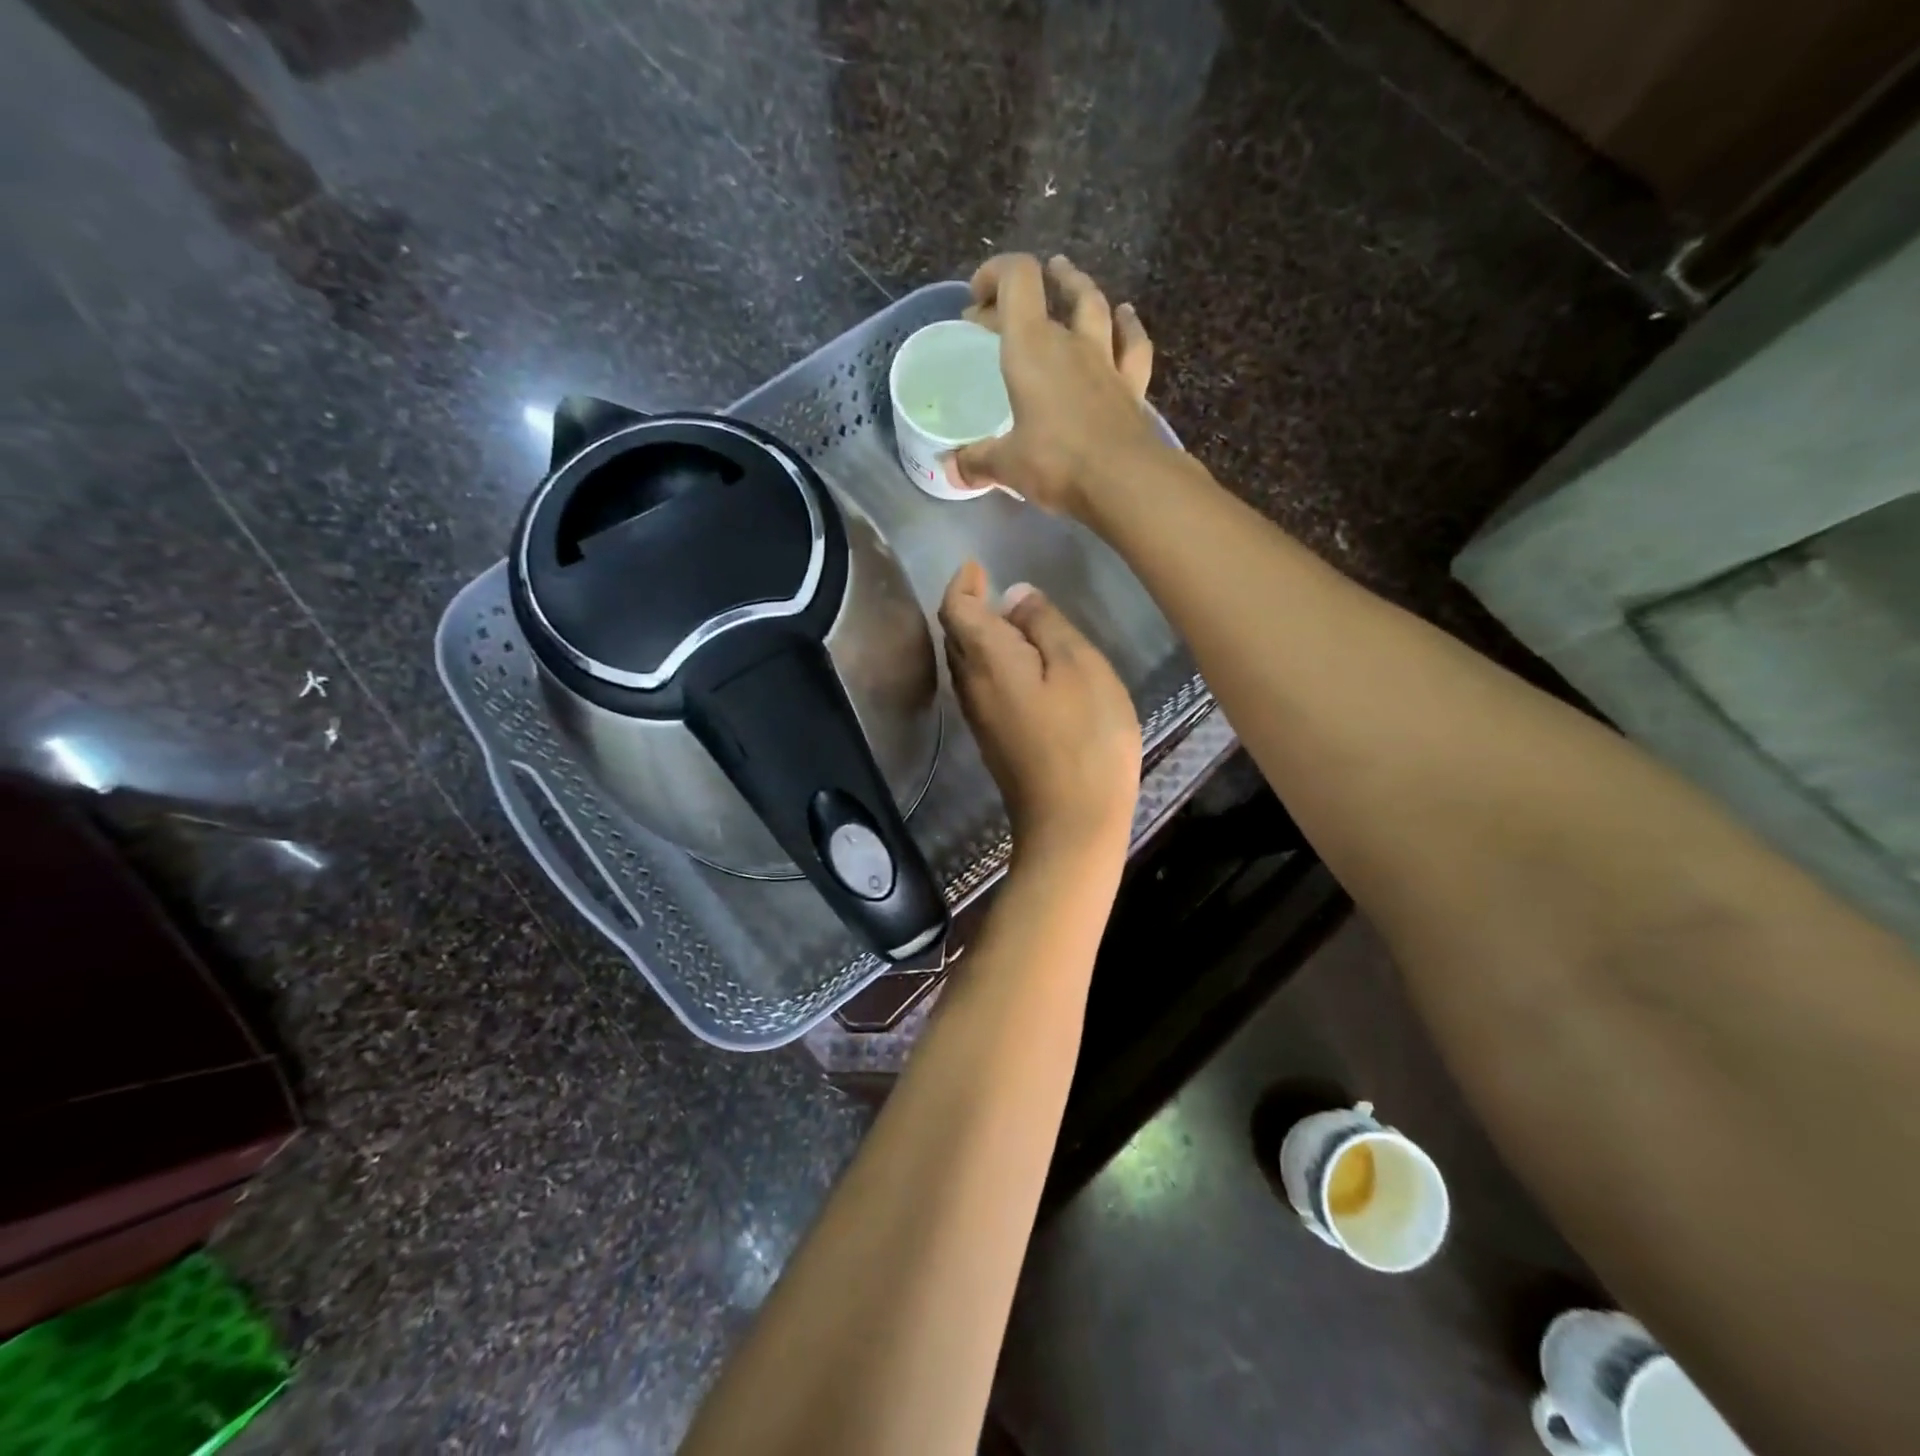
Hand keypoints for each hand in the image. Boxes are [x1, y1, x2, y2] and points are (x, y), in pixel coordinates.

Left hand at [939, 560, 1140, 865]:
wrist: (1072, 822)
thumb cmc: (1085, 738)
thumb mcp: (1078, 667)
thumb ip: (1044, 625)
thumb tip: (1014, 595)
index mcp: (987, 660)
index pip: (956, 609)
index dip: (963, 583)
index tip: (976, 565)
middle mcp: (971, 687)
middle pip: (955, 636)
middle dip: (966, 606)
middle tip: (989, 585)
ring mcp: (979, 718)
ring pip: (966, 664)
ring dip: (977, 635)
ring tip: (1007, 618)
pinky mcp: (993, 740)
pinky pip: (981, 687)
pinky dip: (990, 663)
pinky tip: (1019, 665)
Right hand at [954, 254, 1171, 519]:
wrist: (1125, 482)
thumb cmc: (1057, 463)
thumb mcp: (1007, 465)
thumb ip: (977, 461)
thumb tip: (953, 468)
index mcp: (1032, 348)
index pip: (1017, 279)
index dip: (995, 274)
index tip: (975, 299)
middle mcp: (1071, 343)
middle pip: (1050, 293)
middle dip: (1022, 296)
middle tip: (1004, 311)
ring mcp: (1107, 361)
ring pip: (1095, 306)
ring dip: (1078, 288)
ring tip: (1068, 279)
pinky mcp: (1132, 386)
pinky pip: (1132, 343)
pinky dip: (1126, 326)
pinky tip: (1124, 317)